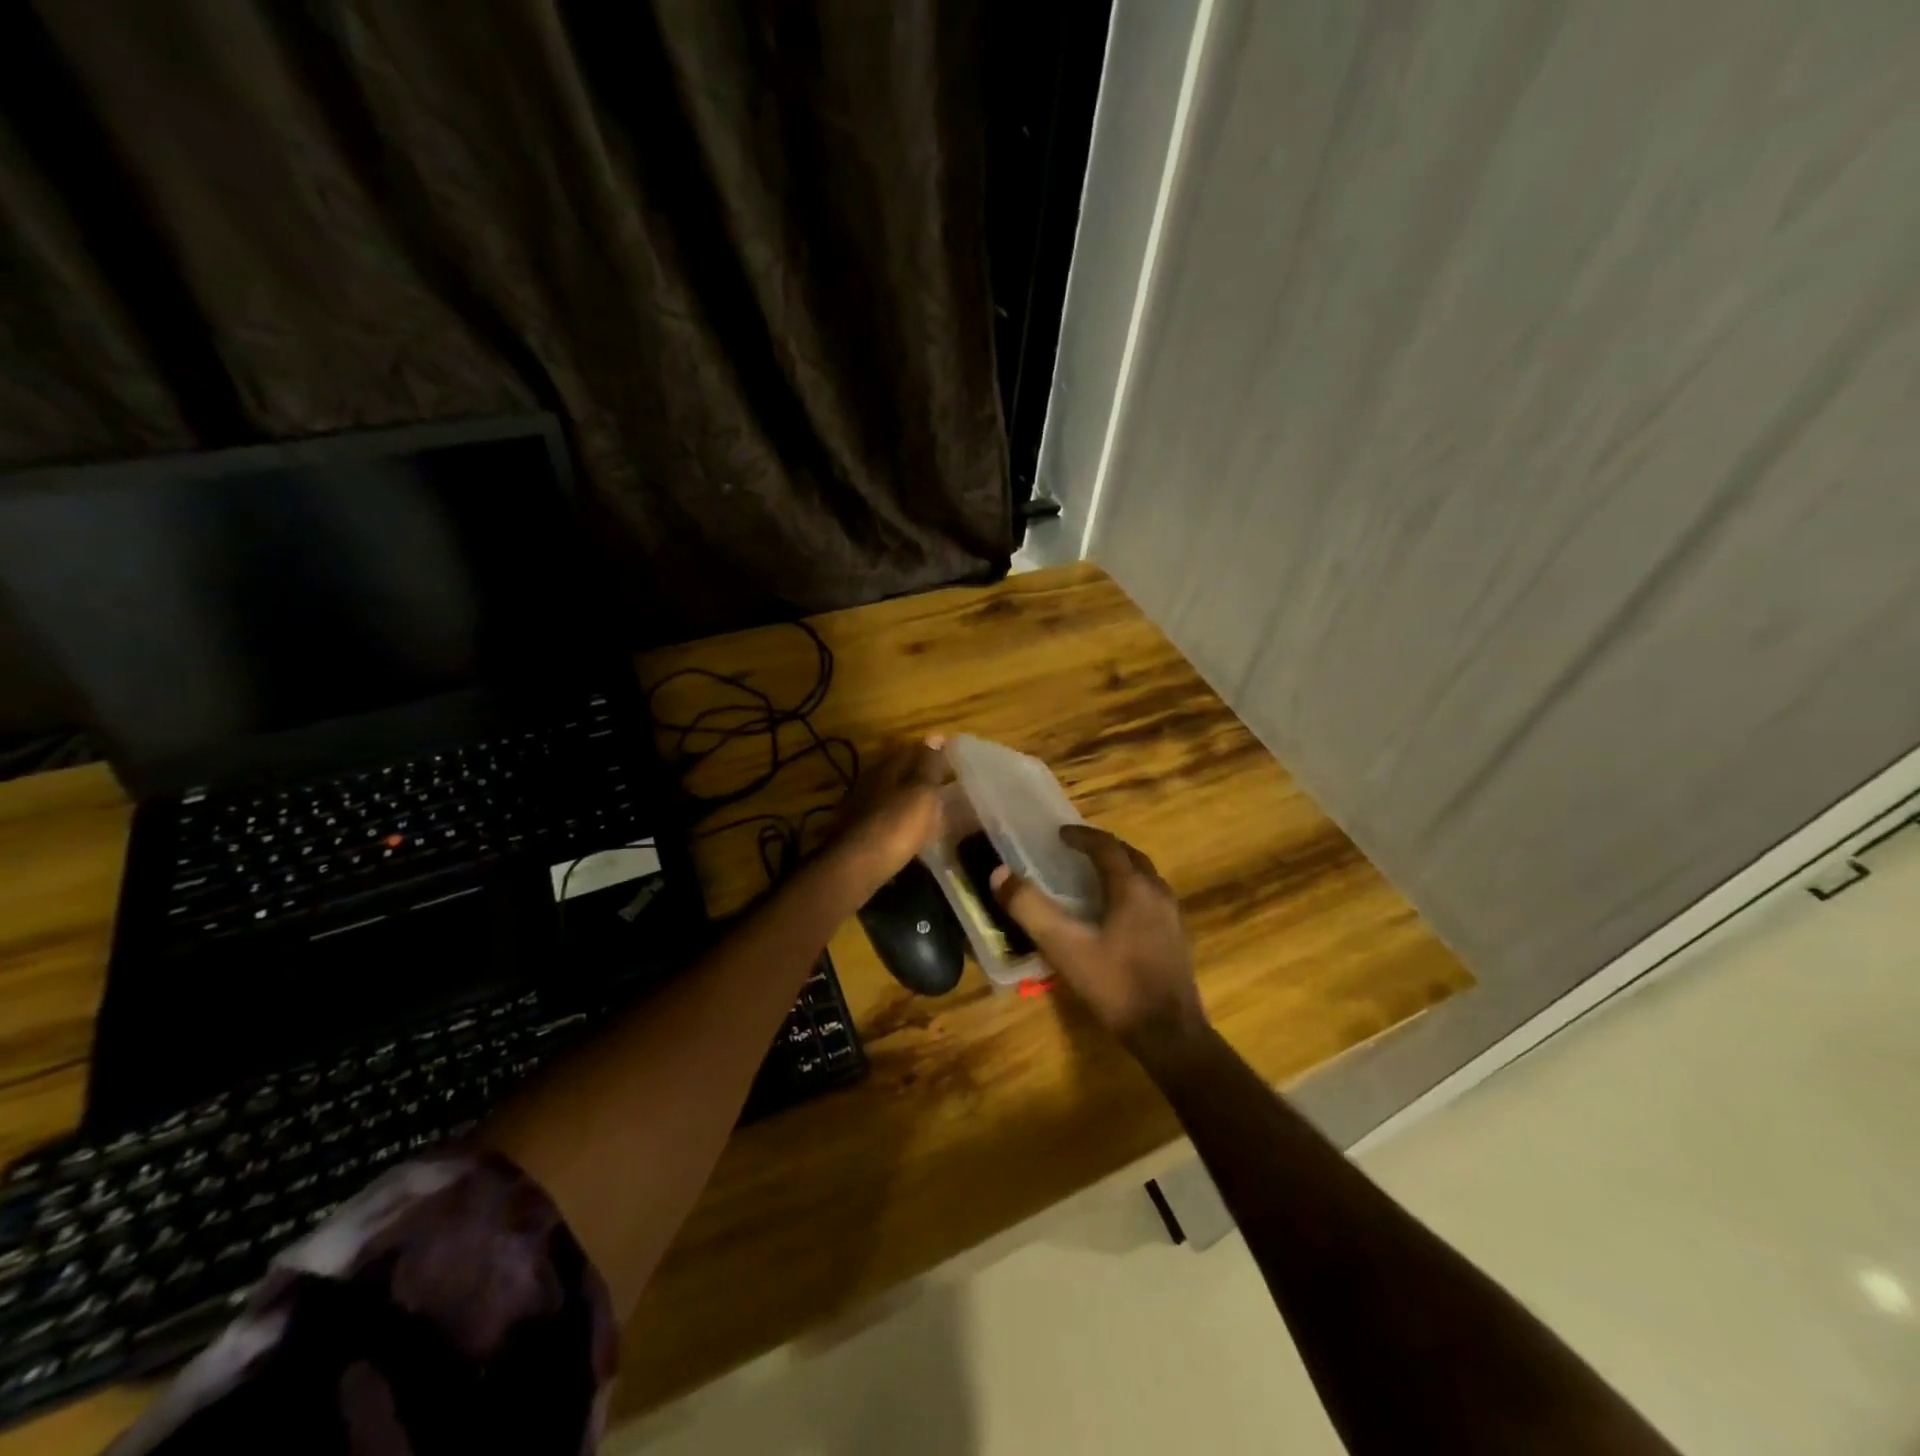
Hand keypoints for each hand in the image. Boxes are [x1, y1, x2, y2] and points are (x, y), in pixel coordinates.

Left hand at [828, 737, 949, 892]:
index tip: (950, 760)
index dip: (930, 753)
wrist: (858, 866)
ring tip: (931, 813)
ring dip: (908, 802)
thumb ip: (930, 765)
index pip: (909, 750)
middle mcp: (870, 783)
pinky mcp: (858, 834)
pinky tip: (911, 835)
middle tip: (943, 787)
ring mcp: (861, 809)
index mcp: (886, 768)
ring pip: (890, 798)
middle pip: (897, 774)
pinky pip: (885, 821)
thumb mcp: (922, 792)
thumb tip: (936, 734)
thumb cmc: (897, 824)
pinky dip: (900, 824)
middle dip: (918, 778)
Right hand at [991, 825, 1204, 1047]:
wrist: (1169, 1033)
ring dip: (1120, 868)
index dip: (1082, 836)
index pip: (1106, 846)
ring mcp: (1172, 916)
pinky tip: (1117, 914)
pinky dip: (1132, 890)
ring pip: (1145, 877)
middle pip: (1130, 856)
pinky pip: (1152, 898)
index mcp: (1132, 887)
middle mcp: (1157, 892)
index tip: (1059, 834)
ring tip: (1095, 877)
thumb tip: (1000, 873)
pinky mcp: (1177, 938)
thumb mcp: (1064, 947)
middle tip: (1077, 850)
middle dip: (1103, 848)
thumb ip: (1030, 908)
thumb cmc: (1115, 984)